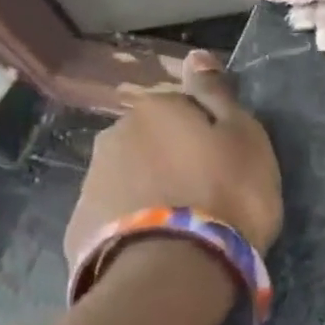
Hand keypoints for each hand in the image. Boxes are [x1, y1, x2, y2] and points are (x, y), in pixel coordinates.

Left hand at [64, 51, 282, 269]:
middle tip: (206, 192)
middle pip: (152, 140)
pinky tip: (156, 243)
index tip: (227, 159)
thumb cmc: (226, 193)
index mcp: (156, 109)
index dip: (208, 131)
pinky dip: (134, 221)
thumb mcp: (244, 136)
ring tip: (182, 224)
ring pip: (131, 175)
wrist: (175, 269)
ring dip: (152, 189)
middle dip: (174, 158)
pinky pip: (117, 213)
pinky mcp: (80, 227)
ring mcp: (92, 182)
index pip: (185, 106)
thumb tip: (196, 55)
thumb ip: (217, 93)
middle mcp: (115, 135)